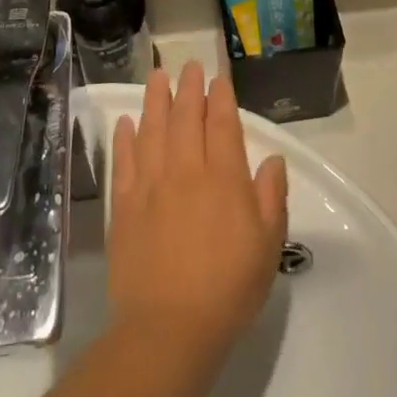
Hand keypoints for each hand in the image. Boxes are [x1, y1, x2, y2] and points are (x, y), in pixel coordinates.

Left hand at [108, 63, 288, 363]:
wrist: (168, 330)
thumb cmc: (228, 289)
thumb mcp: (268, 246)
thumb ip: (271, 197)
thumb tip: (272, 159)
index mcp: (224, 179)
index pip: (222, 124)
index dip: (221, 97)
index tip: (218, 78)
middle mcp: (186, 171)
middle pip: (186, 118)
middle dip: (189, 88)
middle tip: (188, 66)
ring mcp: (151, 186)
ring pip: (153, 130)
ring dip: (155, 100)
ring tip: (157, 77)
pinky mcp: (125, 206)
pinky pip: (124, 161)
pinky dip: (125, 138)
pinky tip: (127, 122)